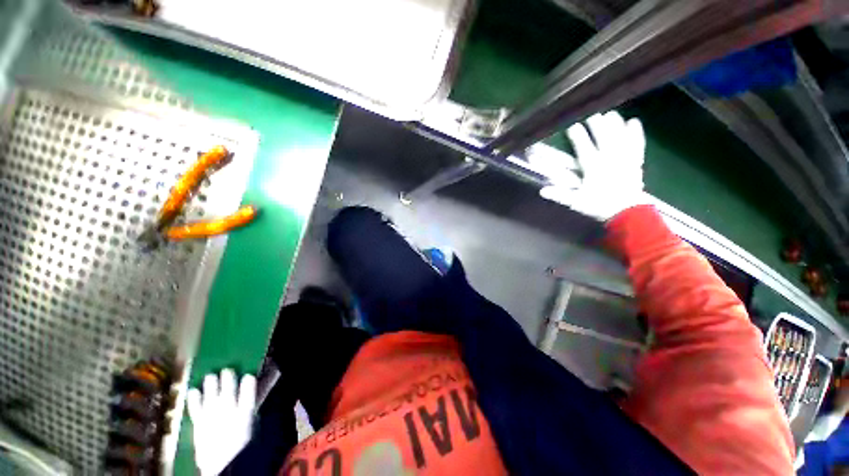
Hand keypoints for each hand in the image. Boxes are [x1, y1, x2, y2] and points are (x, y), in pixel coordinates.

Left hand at [187, 369, 256, 475]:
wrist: (222, 465)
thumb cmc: (241, 444)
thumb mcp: (252, 424)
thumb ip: (251, 406)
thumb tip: (256, 392)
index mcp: (245, 411)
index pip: (248, 389)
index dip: (248, 380)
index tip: (248, 376)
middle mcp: (228, 410)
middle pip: (228, 388)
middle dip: (228, 377)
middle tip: (227, 370)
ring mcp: (211, 416)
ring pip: (211, 394)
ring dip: (211, 383)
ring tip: (211, 375)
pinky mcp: (198, 423)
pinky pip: (195, 407)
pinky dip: (193, 398)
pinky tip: (193, 390)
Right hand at [537, 111, 646, 220]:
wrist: (627, 213)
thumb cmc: (599, 206)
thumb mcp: (576, 202)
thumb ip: (560, 195)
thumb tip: (541, 191)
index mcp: (594, 167)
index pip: (584, 147)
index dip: (577, 135)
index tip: (572, 124)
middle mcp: (609, 159)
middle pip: (603, 137)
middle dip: (596, 124)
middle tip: (591, 113)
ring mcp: (624, 159)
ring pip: (620, 136)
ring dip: (615, 124)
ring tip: (610, 113)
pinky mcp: (635, 161)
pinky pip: (637, 143)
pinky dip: (636, 132)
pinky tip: (633, 121)